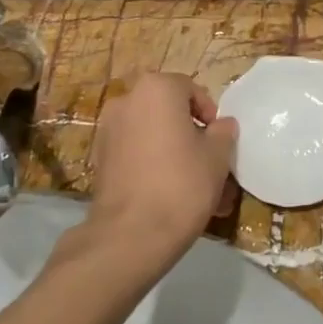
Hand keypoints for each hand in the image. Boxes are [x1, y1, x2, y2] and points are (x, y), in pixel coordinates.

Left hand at [87, 73, 238, 270]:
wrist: (131, 234)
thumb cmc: (182, 183)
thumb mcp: (217, 156)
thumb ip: (223, 132)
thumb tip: (222, 125)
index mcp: (156, 89)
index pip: (190, 89)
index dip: (209, 113)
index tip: (219, 140)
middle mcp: (127, 100)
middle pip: (167, 111)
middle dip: (189, 133)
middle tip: (207, 161)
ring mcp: (108, 130)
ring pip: (151, 134)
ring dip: (171, 150)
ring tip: (191, 183)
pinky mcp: (99, 158)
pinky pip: (135, 153)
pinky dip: (151, 164)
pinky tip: (167, 192)